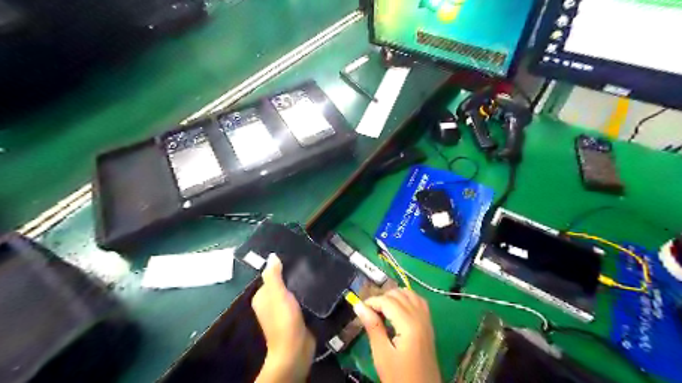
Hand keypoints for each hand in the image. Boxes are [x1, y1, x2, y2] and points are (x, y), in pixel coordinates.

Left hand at [251, 254, 315, 382]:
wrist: (296, 348)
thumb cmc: (284, 319)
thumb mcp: (277, 294)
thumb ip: (273, 275)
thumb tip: (272, 256)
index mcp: (262, 297)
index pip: (271, 275)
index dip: (282, 266)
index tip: (296, 256)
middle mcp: (271, 303)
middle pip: (283, 283)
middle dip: (294, 275)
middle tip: (309, 262)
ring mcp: (284, 311)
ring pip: (293, 292)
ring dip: (302, 284)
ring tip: (316, 271)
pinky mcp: (297, 316)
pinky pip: (301, 301)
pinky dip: (307, 295)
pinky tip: (317, 287)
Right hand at [352, 289, 441, 381]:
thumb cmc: (400, 377)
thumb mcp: (382, 355)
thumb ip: (373, 327)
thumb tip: (359, 306)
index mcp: (409, 325)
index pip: (388, 301)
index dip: (372, 301)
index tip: (359, 308)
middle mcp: (420, 317)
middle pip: (399, 294)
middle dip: (382, 298)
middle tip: (369, 311)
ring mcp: (427, 321)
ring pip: (410, 294)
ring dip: (395, 296)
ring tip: (382, 309)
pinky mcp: (429, 326)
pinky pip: (419, 302)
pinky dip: (407, 298)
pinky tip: (398, 308)